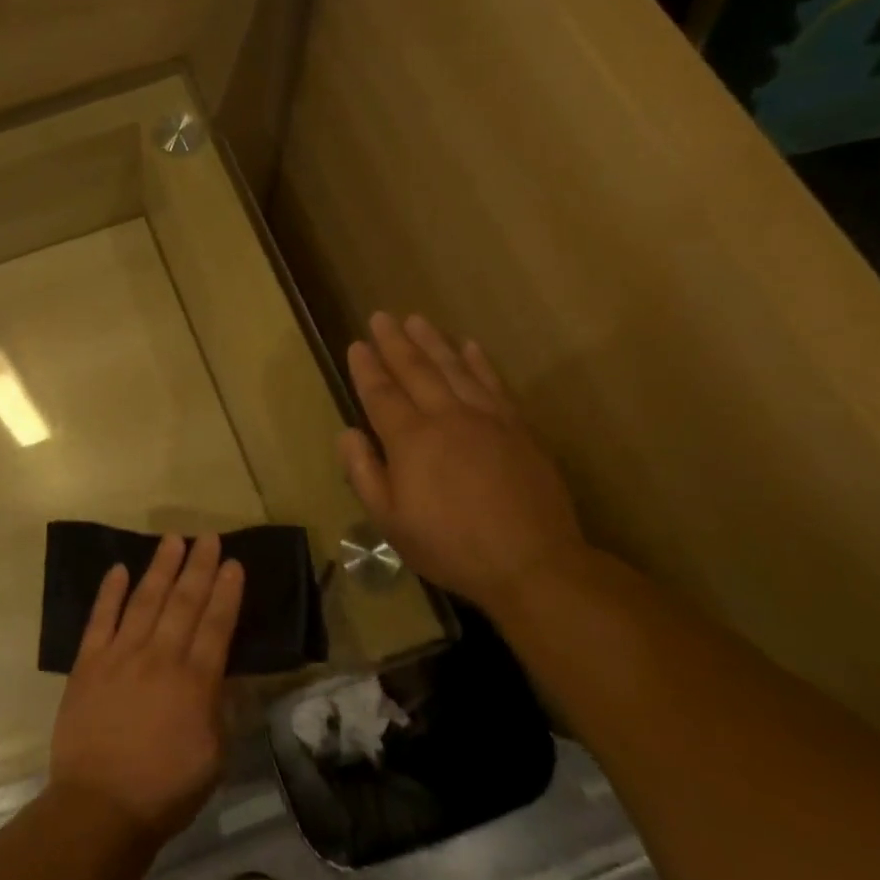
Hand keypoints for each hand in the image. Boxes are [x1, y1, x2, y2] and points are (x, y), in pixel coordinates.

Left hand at [49, 534, 244, 840]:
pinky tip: (119, 569)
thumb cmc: (165, 789)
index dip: (226, 591)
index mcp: (195, 682)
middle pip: (183, 602)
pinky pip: (100, 618)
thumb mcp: (214, 756)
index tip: (234, 563)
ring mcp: (120, 656)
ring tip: (173, 540)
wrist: (100, 806)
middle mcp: (160, 658)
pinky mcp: (88, 663)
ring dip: (160, 568)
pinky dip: (110, 592)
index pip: (216, 625)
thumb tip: (226, 673)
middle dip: (198, 567)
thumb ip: (220, 708)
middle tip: (208, 537)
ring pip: (145, 600)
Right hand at [340, 313, 585, 611]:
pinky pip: (494, 383)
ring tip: (417, 320)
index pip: (381, 394)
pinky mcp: (517, 428)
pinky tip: (470, 346)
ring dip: (433, 342)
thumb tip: (348, 433)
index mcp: (411, 440)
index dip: (366, 368)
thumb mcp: (390, 520)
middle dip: (395, 342)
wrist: (532, 562)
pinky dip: (479, 362)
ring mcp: (486, 419)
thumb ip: (364, 473)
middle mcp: (446, 417)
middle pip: (416, 370)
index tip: (356, 344)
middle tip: (381, 316)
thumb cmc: (450, 545)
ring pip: (454, 368)